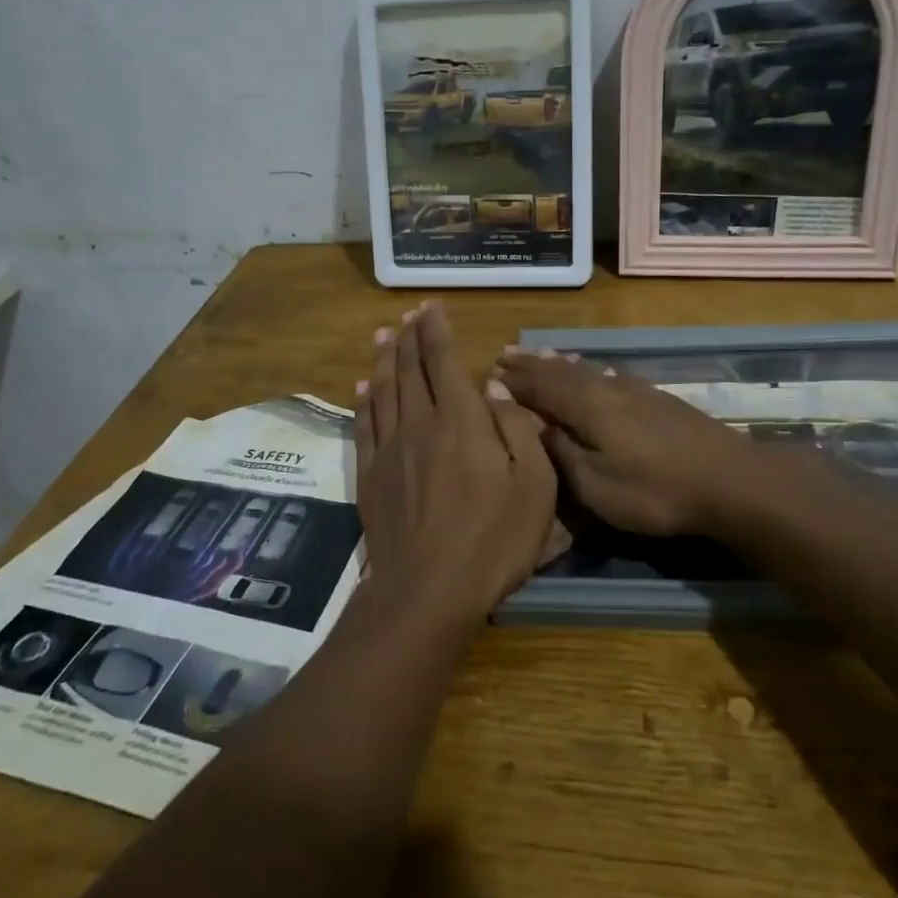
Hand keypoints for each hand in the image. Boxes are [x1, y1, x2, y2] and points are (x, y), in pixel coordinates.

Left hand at [355, 303, 558, 623]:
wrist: (428, 590)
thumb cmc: (493, 539)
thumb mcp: (534, 484)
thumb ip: (517, 428)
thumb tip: (493, 388)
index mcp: (460, 420)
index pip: (443, 360)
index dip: (436, 330)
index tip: (431, 307)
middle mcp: (419, 422)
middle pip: (408, 369)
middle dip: (408, 337)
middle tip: (408, 314)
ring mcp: (389, 449)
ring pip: (382, 390)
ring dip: (383, 360)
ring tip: (383, 336)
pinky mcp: (371, 475)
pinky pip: (363, 425)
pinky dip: (362, 400)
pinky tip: (362, 387)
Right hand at [491, 349, 750, 537]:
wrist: (730, 481)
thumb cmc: (655, 490)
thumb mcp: (596, 484)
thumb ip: (560, 450)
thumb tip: (529, 421)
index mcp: (587, 407)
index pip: (540, 387)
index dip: (514, 381)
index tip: (488, 372)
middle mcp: (607, 388)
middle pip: (561, 371)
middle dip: (531, 364)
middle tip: (505, 353)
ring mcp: (635, 390)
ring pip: (586, 370)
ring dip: (558, 363)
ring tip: (540, 355)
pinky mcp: (656, 399)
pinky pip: (607, 375)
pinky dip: (588, 370)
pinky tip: (592, 372)